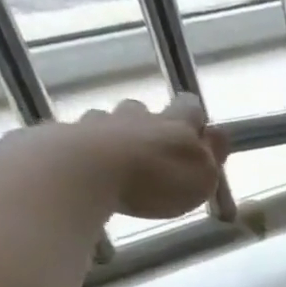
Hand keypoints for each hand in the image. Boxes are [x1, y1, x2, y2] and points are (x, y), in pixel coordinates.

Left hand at [0, 94, 229, 219]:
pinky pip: (82, 137)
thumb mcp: (202, 176)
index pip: (190, 107)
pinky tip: (91, 167)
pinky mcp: (66, 136)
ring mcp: (99, 122)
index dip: (194, 116)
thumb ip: (212, 154)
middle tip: (156, 150)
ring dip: (119, 135)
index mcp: (175, 125)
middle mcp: (138, 116)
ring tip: (122, 161)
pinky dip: (89, 148)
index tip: (198, 129)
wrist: (84, 171)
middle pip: (146, 111)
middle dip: (152, 125)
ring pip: (112, 121)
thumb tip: (220, 132)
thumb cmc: (157, 179)